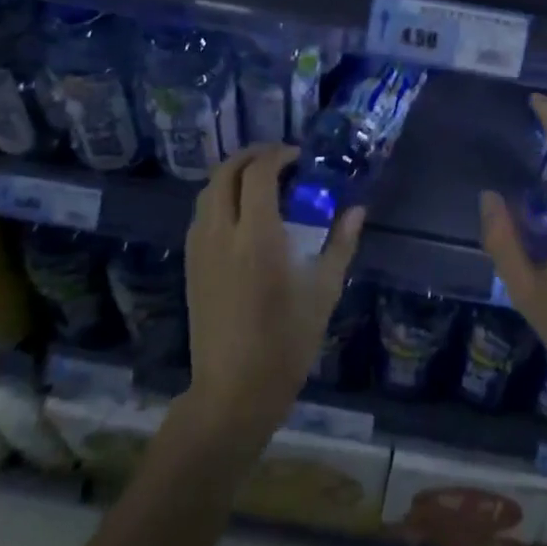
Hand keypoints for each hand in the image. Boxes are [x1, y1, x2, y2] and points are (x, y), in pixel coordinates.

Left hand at [180, 143, 363, 451]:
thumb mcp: (323, 291)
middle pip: (226, 171)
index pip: (259, 172)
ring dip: (234, 174)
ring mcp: (199, 248)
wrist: (233, 391)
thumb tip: (357, 210)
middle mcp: (221, 233)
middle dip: (253, 155)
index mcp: (257, 237)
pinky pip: (201, 213)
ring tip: (264, 183)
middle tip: (281, 160)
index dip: (279, 155)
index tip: (301, 158)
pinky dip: (221, 197)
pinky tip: (245, 214)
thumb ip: (341, 243)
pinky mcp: (190, 263)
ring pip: (208, 189)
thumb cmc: (286, 342)